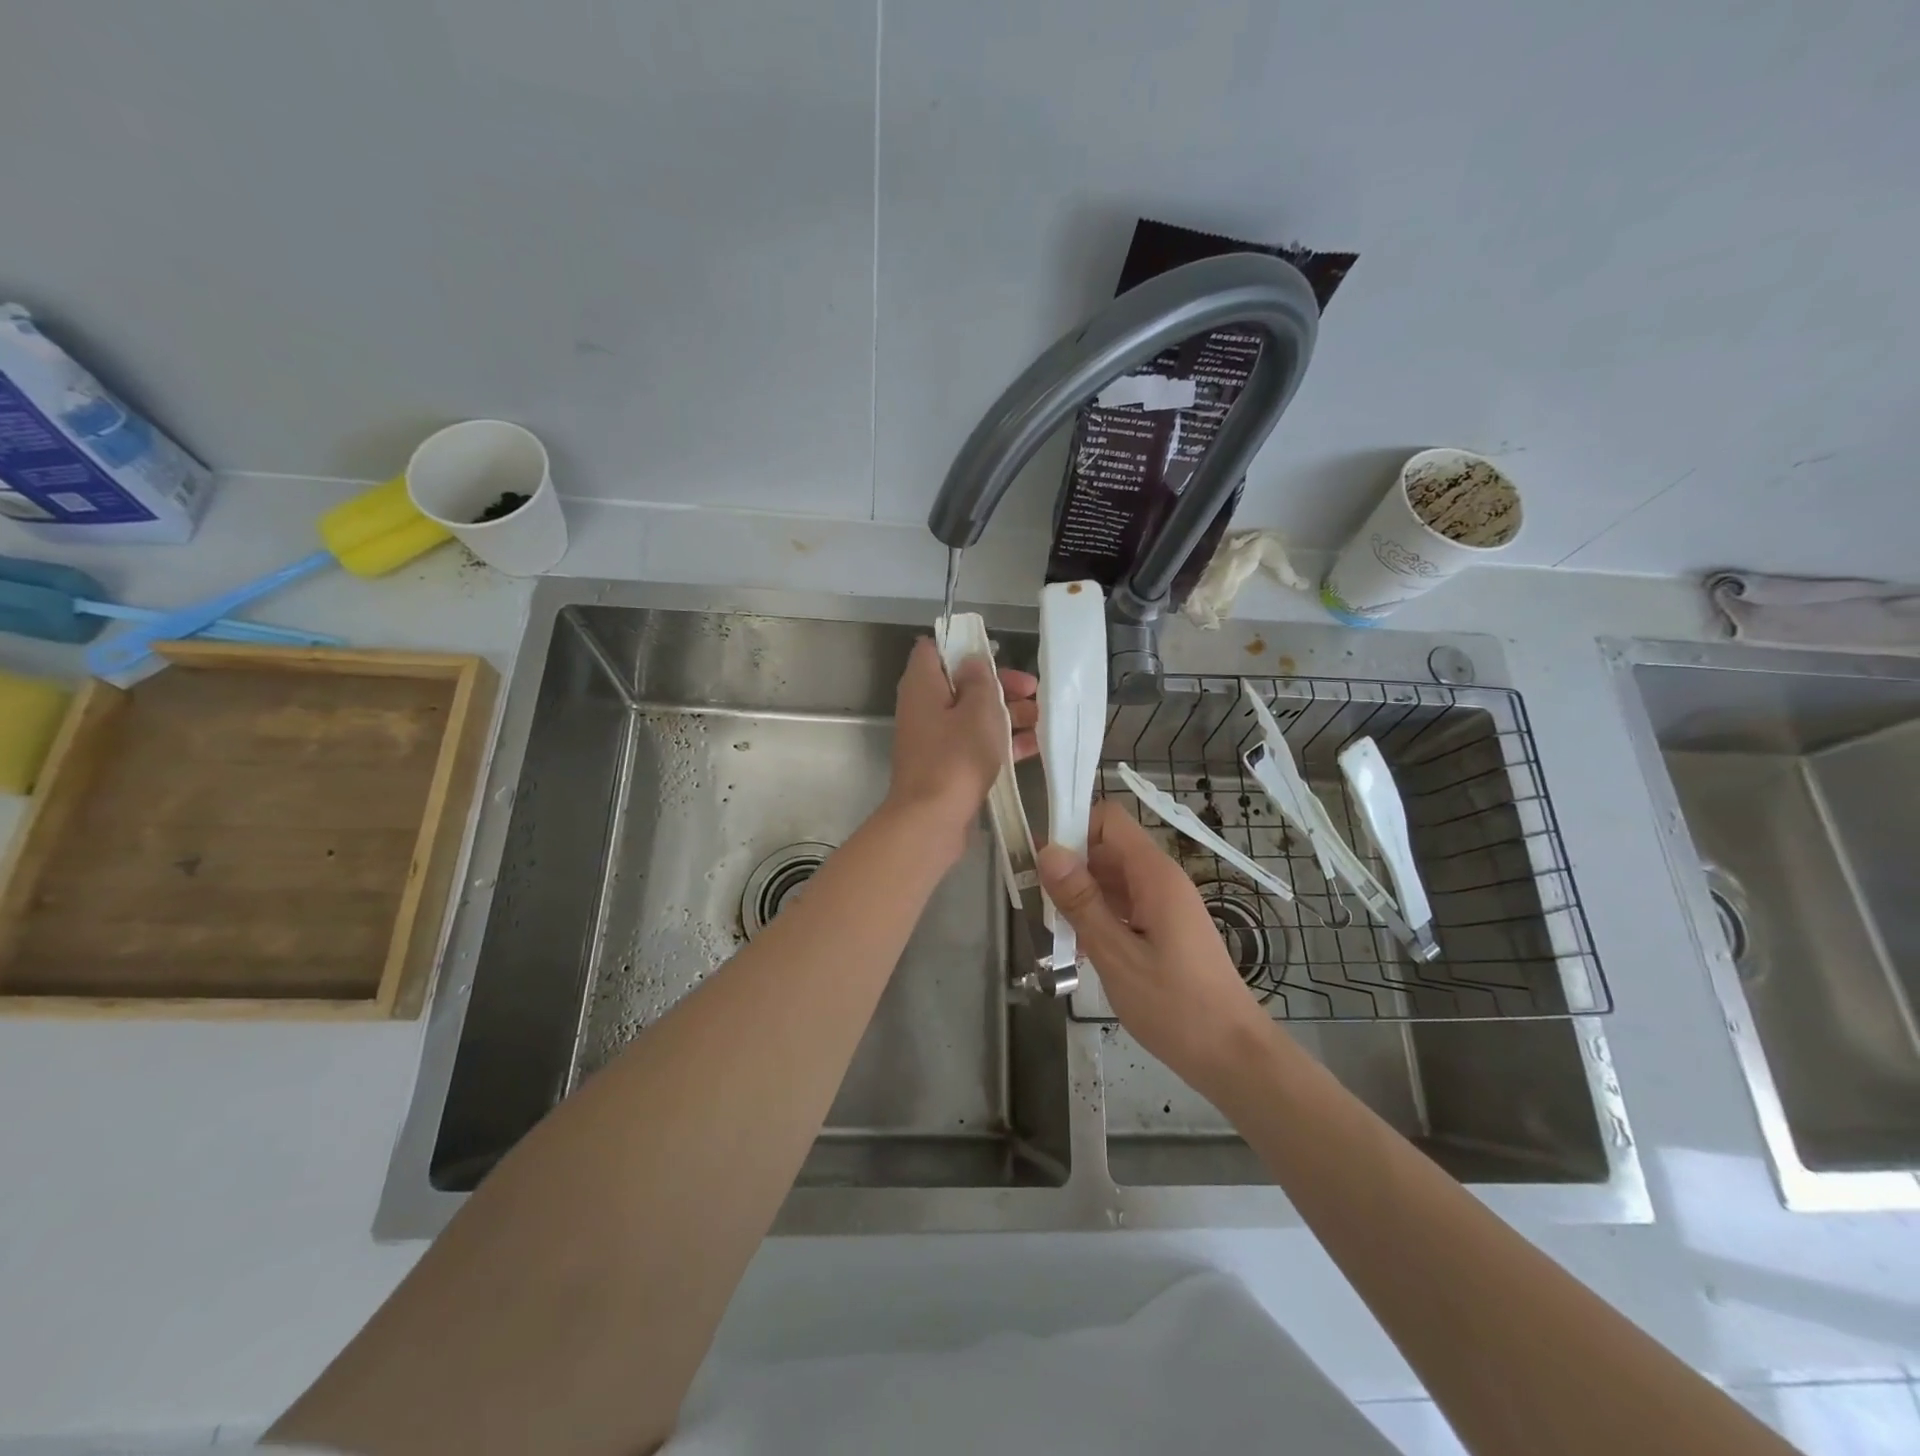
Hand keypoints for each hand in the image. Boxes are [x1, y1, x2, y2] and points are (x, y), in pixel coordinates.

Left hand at [885, 637, 1037, 860]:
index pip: (934, 649)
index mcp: (923, 685)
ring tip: (1041, 720)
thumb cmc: (956, 757)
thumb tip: (972, 662)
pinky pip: (974, 744)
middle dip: (999, 686)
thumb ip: (980, 681)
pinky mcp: (945, 766)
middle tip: (1033, 691)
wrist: (931, 820)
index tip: (996, 653)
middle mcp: (923, 708)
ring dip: (1006, 715)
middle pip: (961, 684)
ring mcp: (933, 739)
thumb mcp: (979, 711)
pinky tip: (1034, 746)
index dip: (964, 646)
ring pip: (972, 716)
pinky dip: (1000, 742)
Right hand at [1037, 801, 1273, 1098]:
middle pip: (1108, 849)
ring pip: (1113, 880)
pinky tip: (1084, 953)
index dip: (1073, 829)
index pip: (1109, 819)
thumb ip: (1081, 901)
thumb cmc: (1175, 1005)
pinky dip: (1101, 918)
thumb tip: (1047, 851)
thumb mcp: (1116, 954)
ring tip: (1060, 934)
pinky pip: (1126, 906)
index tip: (1043, 863)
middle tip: (1042, 906)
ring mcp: (1166, 904)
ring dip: (1083, 898)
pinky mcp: (1167, 928)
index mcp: (1154, 875)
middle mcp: (1162, 879)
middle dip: (1071, 869)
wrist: (1233, 1055)